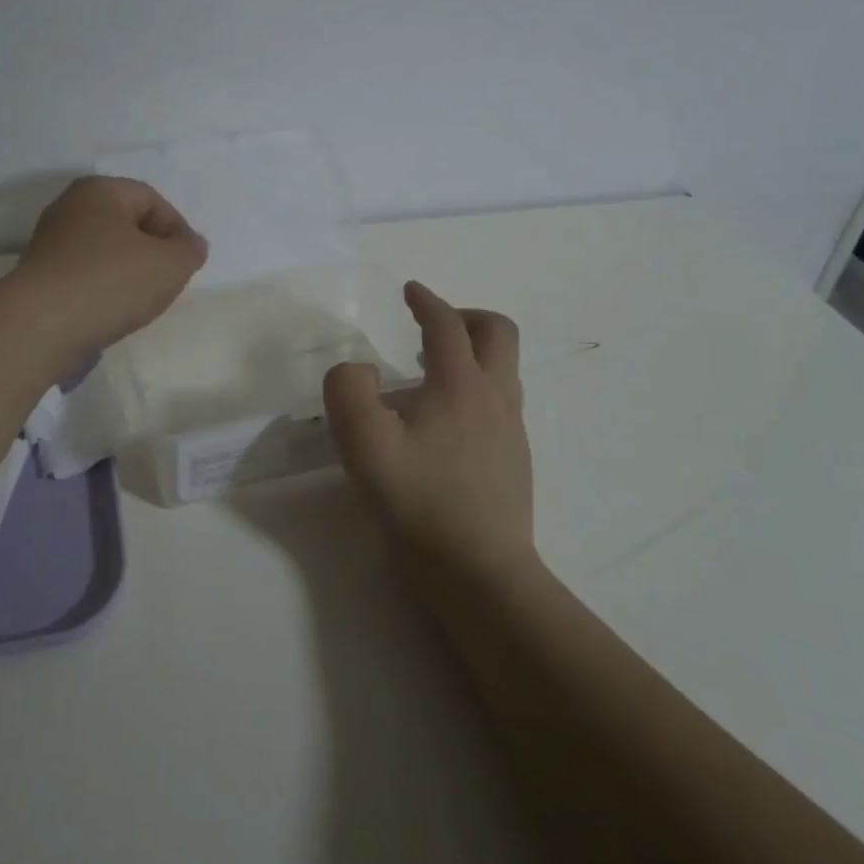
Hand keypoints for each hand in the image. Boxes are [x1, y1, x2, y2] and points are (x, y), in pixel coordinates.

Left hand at [5, 176, 207, 352]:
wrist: (40, 326)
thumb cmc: (110, 282)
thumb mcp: (170, 265)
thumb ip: (190, 250)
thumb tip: (190, 244)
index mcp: (100, 190)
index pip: (153, 201)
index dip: (177, 232)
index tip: (185, 266)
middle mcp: (70, 208)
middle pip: (127, 226)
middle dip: (151, 254)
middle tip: (164, 284)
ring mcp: (49, 243)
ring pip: (105, 253)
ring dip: (126, 275)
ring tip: (137, 304)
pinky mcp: (38, 277)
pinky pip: (83, 276)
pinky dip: (101, 291)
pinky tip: (108, 314)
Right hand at [323, 281, 534, 583]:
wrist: (480, 573)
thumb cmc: (418, 501)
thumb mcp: (363, 443)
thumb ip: (348, 391)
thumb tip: (360, 371)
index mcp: (460, 385)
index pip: (447, 326)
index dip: (427, 301)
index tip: (410, 291)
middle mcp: (494, 398)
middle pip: (498, 334)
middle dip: (466, 317)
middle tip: (431, 326)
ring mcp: (510, 431)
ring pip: (502, 369)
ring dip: (471, 354)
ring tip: (428, 374)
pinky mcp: (514, 460)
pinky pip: (499, 402)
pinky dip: (474, 388)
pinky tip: (442, 423)